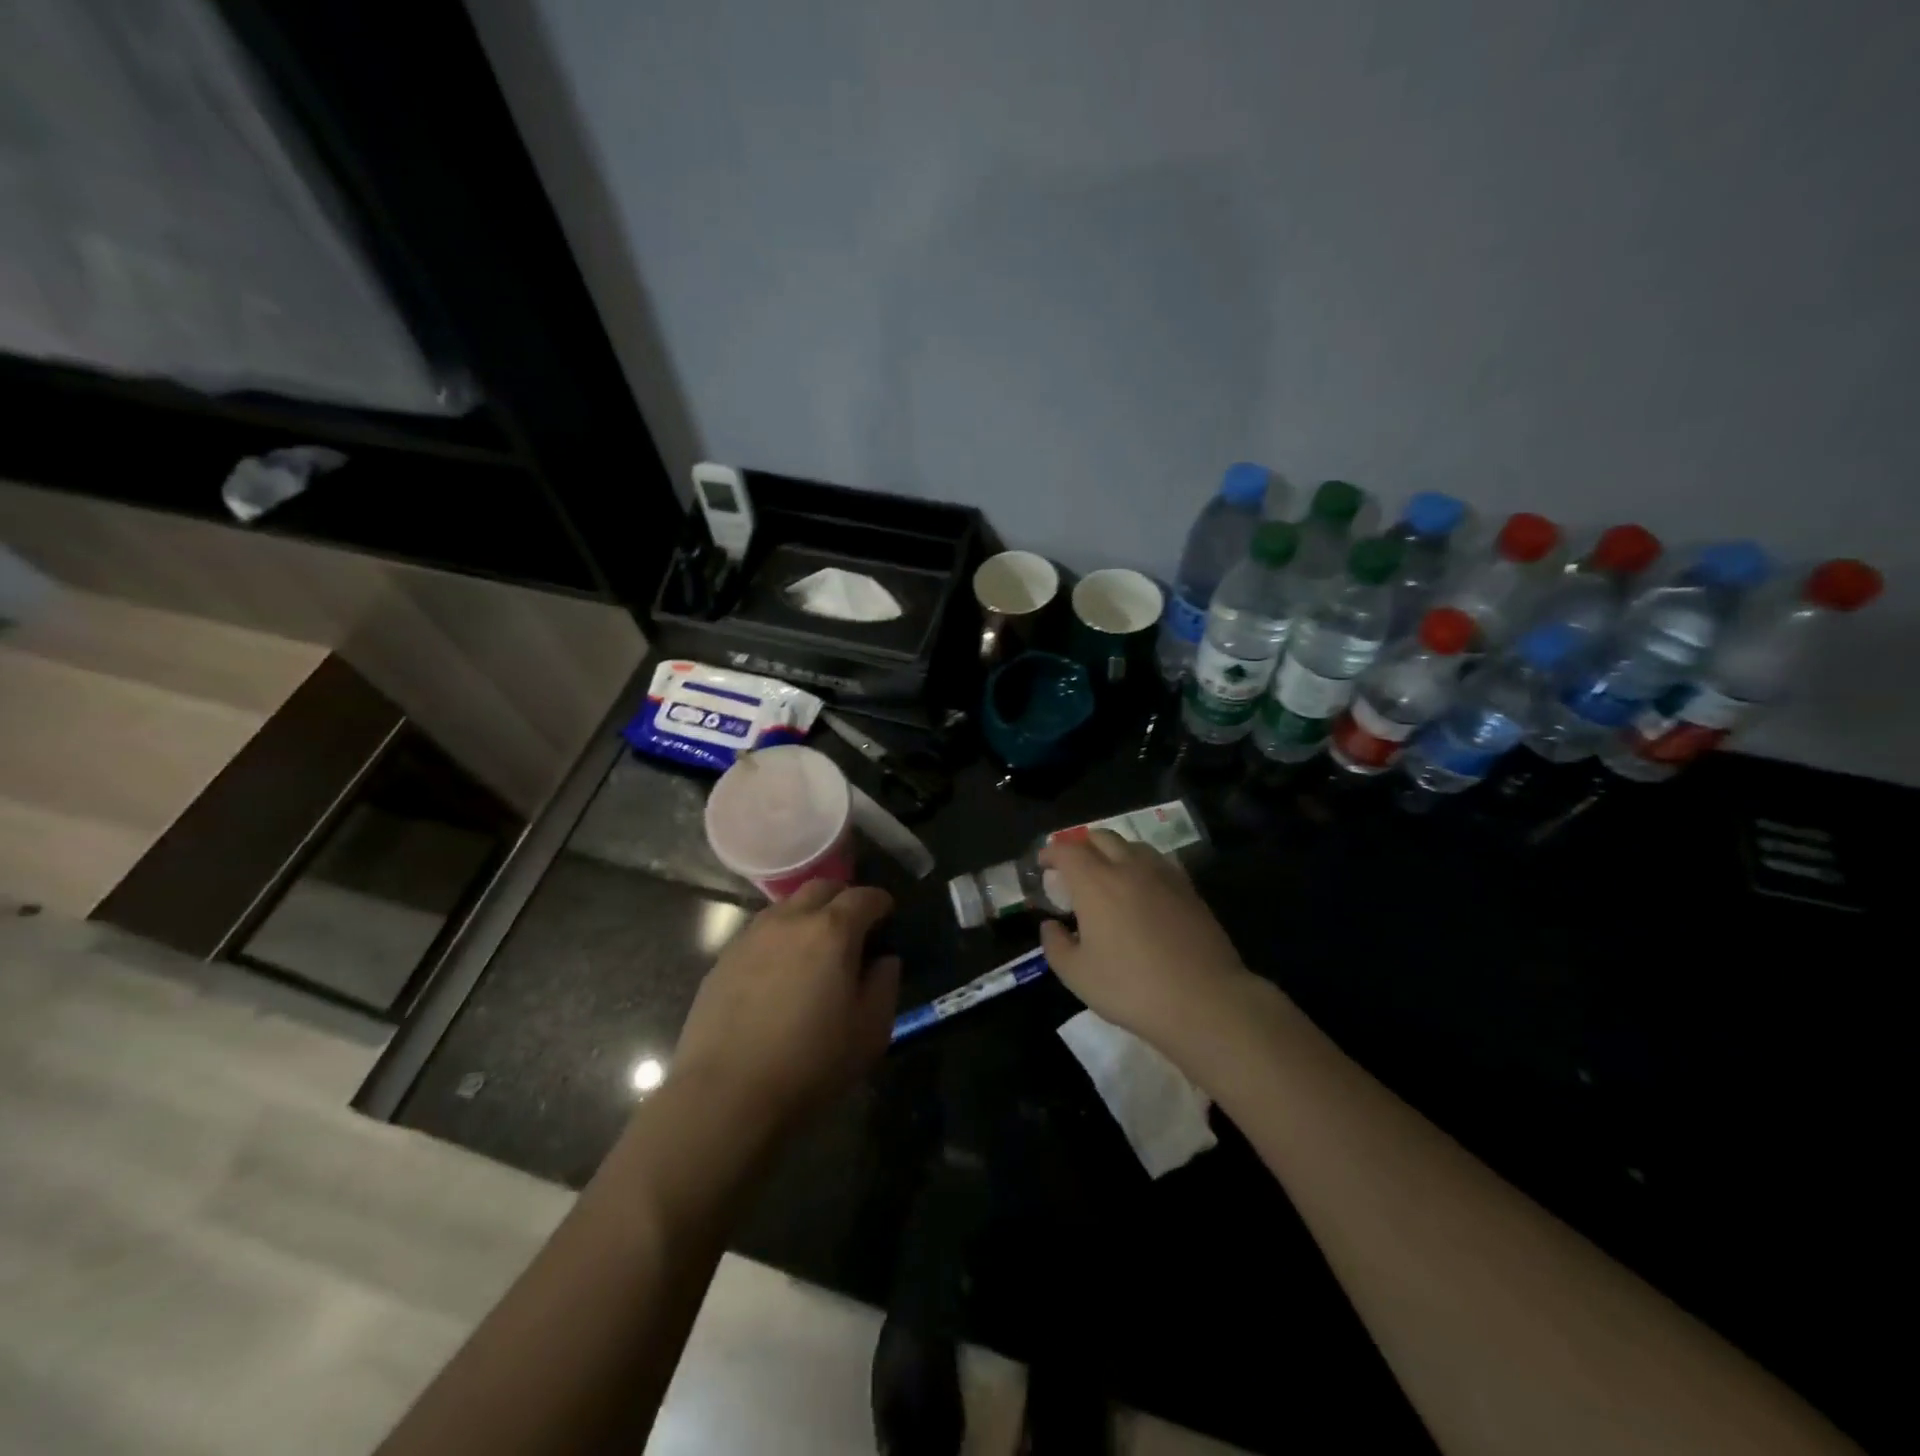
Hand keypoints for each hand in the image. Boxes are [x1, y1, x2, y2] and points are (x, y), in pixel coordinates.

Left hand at [672, 882, 900, 1125]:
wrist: (725, 1095)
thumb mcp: (869, 1032)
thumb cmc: (810, 1064)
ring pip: (786, 907)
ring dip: (807, 915)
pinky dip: (778, 938)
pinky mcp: (723, 959)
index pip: (864, 896)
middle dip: (843, 898)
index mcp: (832, 931)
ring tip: (814, 948)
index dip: (881, 902)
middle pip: (821, 888)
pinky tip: (779, 972)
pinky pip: (759, 933)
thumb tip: (884, 960)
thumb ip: (885, 985)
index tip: (888, 916)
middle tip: (853, 925)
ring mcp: (751, 937)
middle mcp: (790, 920)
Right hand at [1038, 830, 1250, 1050]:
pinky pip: (1158, 862)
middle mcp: (1129, 867)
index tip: (1043, 864)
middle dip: (1081, 845)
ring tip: (1108, 873)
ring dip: (1113, 851)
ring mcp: (1163, 875)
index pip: (1067, 851)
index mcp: (1096, 883)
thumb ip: (1055, 945)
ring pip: (1133, 845)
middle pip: (1101, 837)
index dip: (1051, 853)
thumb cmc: (1131, 988)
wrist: (1204, 1000)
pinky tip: (1142, 888)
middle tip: (1073, 866)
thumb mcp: (1077, 975)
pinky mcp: (1189, 889)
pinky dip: (1141, 865)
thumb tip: (1051, 925)